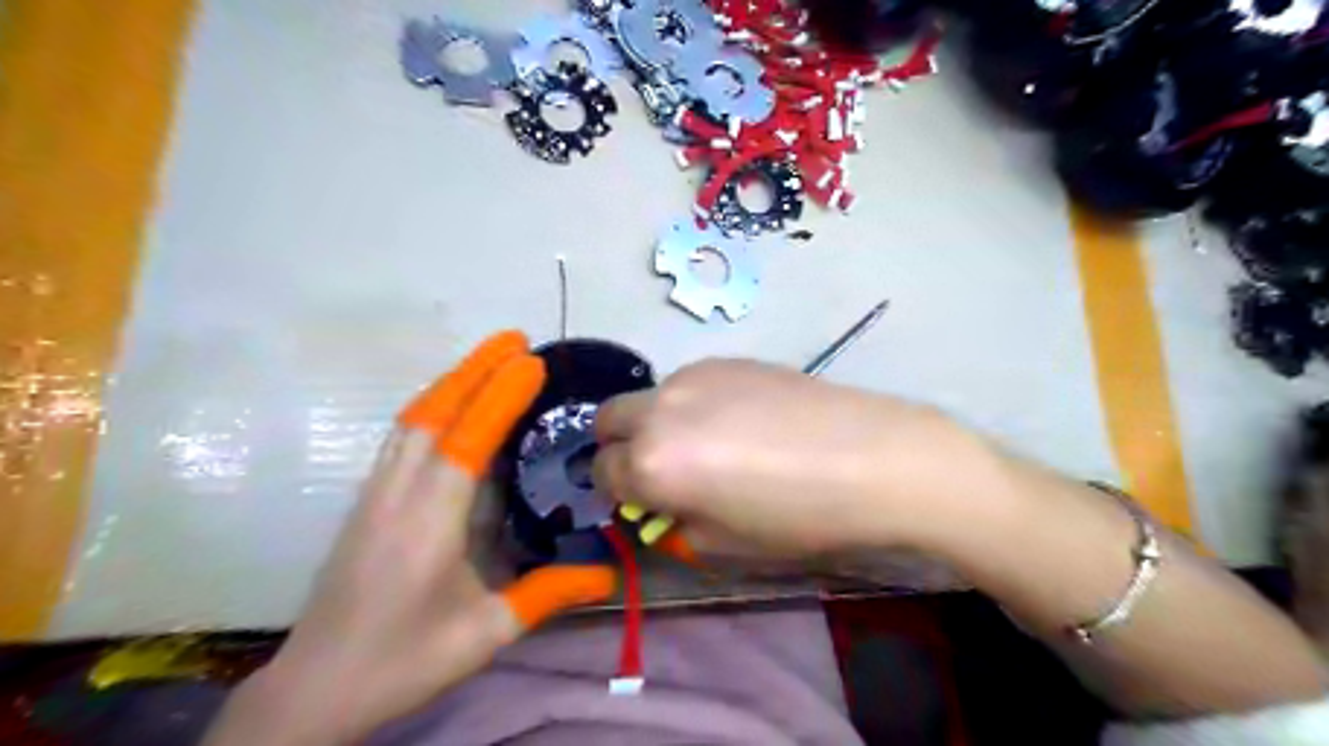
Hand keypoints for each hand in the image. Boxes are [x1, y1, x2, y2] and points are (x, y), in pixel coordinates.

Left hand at [206, 333, 618, 744]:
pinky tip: (452, 402)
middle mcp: (397, 494)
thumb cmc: (404, 660)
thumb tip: (608, 575)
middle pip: (433, 413)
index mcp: (429, 522)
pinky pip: (402, 436)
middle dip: (475, 369)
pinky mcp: (367, 500)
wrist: (315, 688)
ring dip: (452, 380)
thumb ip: (548, 595)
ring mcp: (375, 493)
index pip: (466, 441)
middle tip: (515, 338)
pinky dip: (433, 405)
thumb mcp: (486, 634)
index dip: (499, 396)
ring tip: (490, 358)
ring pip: (413, 419)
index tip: (531, 361)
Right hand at [596, 359, 1007, 559]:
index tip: (643, 500)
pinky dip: (692, 403)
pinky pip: (686, 383)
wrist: (868, 458)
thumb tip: (664, 503)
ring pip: (650, 397)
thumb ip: (675, 521)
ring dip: (659, 421)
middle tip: (659, 466)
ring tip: (709, 441)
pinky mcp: (725, 359)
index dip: (618, 492)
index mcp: (652, 463)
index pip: (604, 474)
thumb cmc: (796, 516)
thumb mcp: (723, 543)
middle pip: (608, 419)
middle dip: (620, 445)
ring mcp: (692, 376)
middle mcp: (660, 410)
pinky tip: (739, 419)